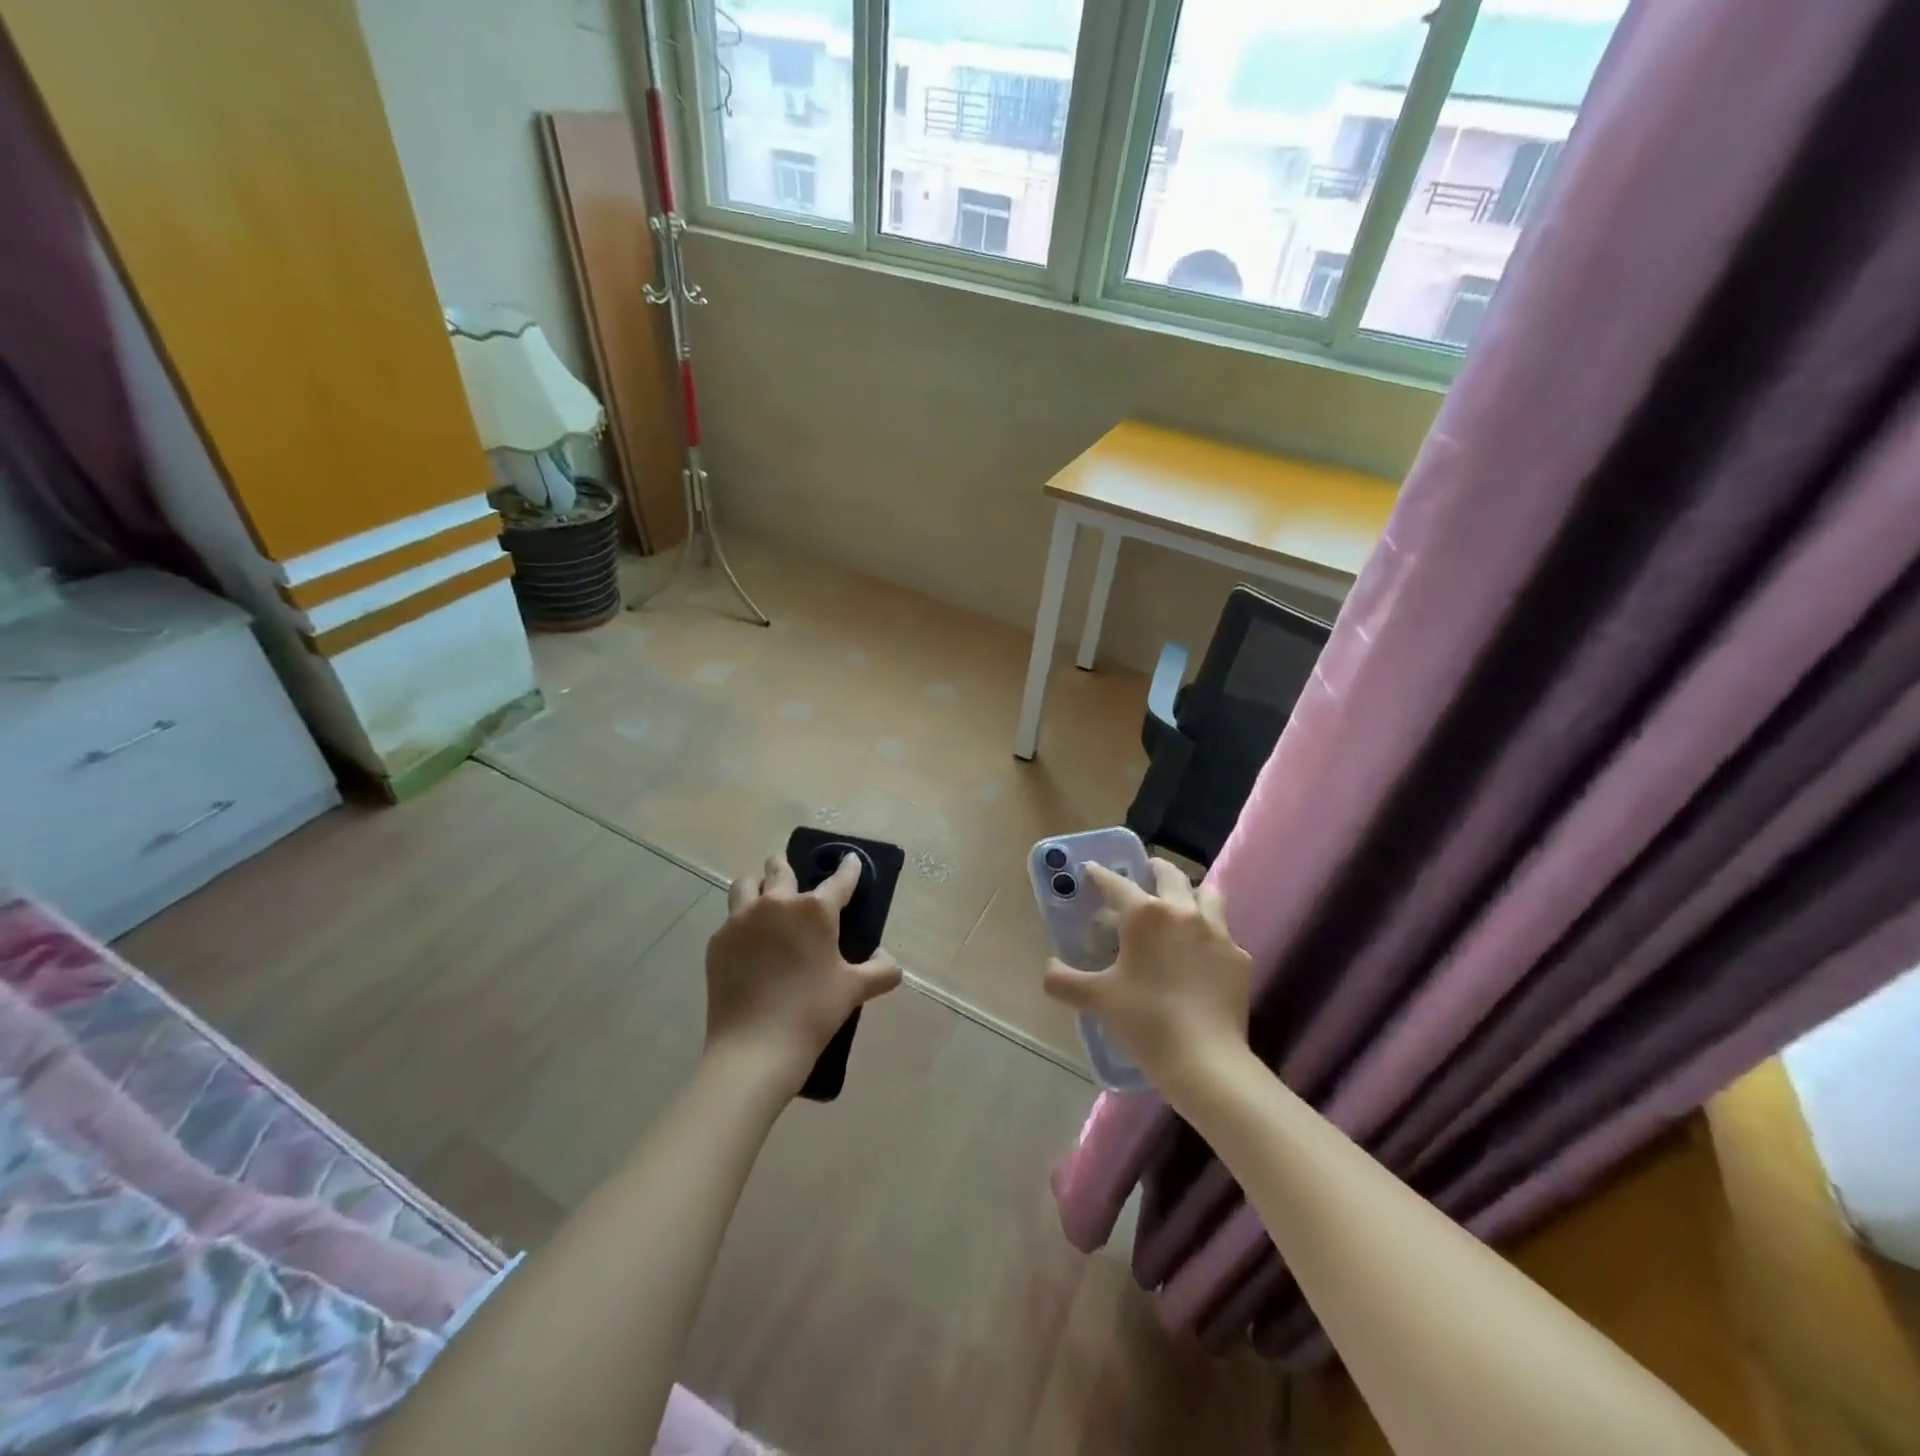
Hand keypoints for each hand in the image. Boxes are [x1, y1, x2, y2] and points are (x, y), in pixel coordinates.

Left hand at [705, 851, 902, 1098]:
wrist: (755, 1048)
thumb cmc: (812, 1012)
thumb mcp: (855, 990)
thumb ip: (881, 970)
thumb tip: (889, 961)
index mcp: (815, 910)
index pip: (839, 879)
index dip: (849, 868)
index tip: (850, 860)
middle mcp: (776, 903)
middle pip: (779, 867)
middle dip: (789, 868)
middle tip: (797, 884)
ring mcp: (741, 920)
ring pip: (747, 884)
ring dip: (759, 887)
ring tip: (767, 905)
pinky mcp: (718, 941)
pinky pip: (730, 918)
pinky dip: (741, 922)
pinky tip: (749, 945)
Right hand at [1042, 859, 1251, 1099]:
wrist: (1205, 1060)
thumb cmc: (1144, 1020)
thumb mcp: (1096, 999)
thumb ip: (1063, 980)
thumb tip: (1049, 969)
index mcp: (1145, 914)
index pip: (1116, 883)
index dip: (1100, 874)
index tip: (1091, 869)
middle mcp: (1183, 911)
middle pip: (1171, 874)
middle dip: (1154, 868)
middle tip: (1144, 874)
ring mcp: (1218, 933)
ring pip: (1209, 894)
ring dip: (1192, 893)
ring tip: (1181, 904)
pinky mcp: (1239, 958)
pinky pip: (1224, 934)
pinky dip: (1211, 935)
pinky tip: (1202, 955)